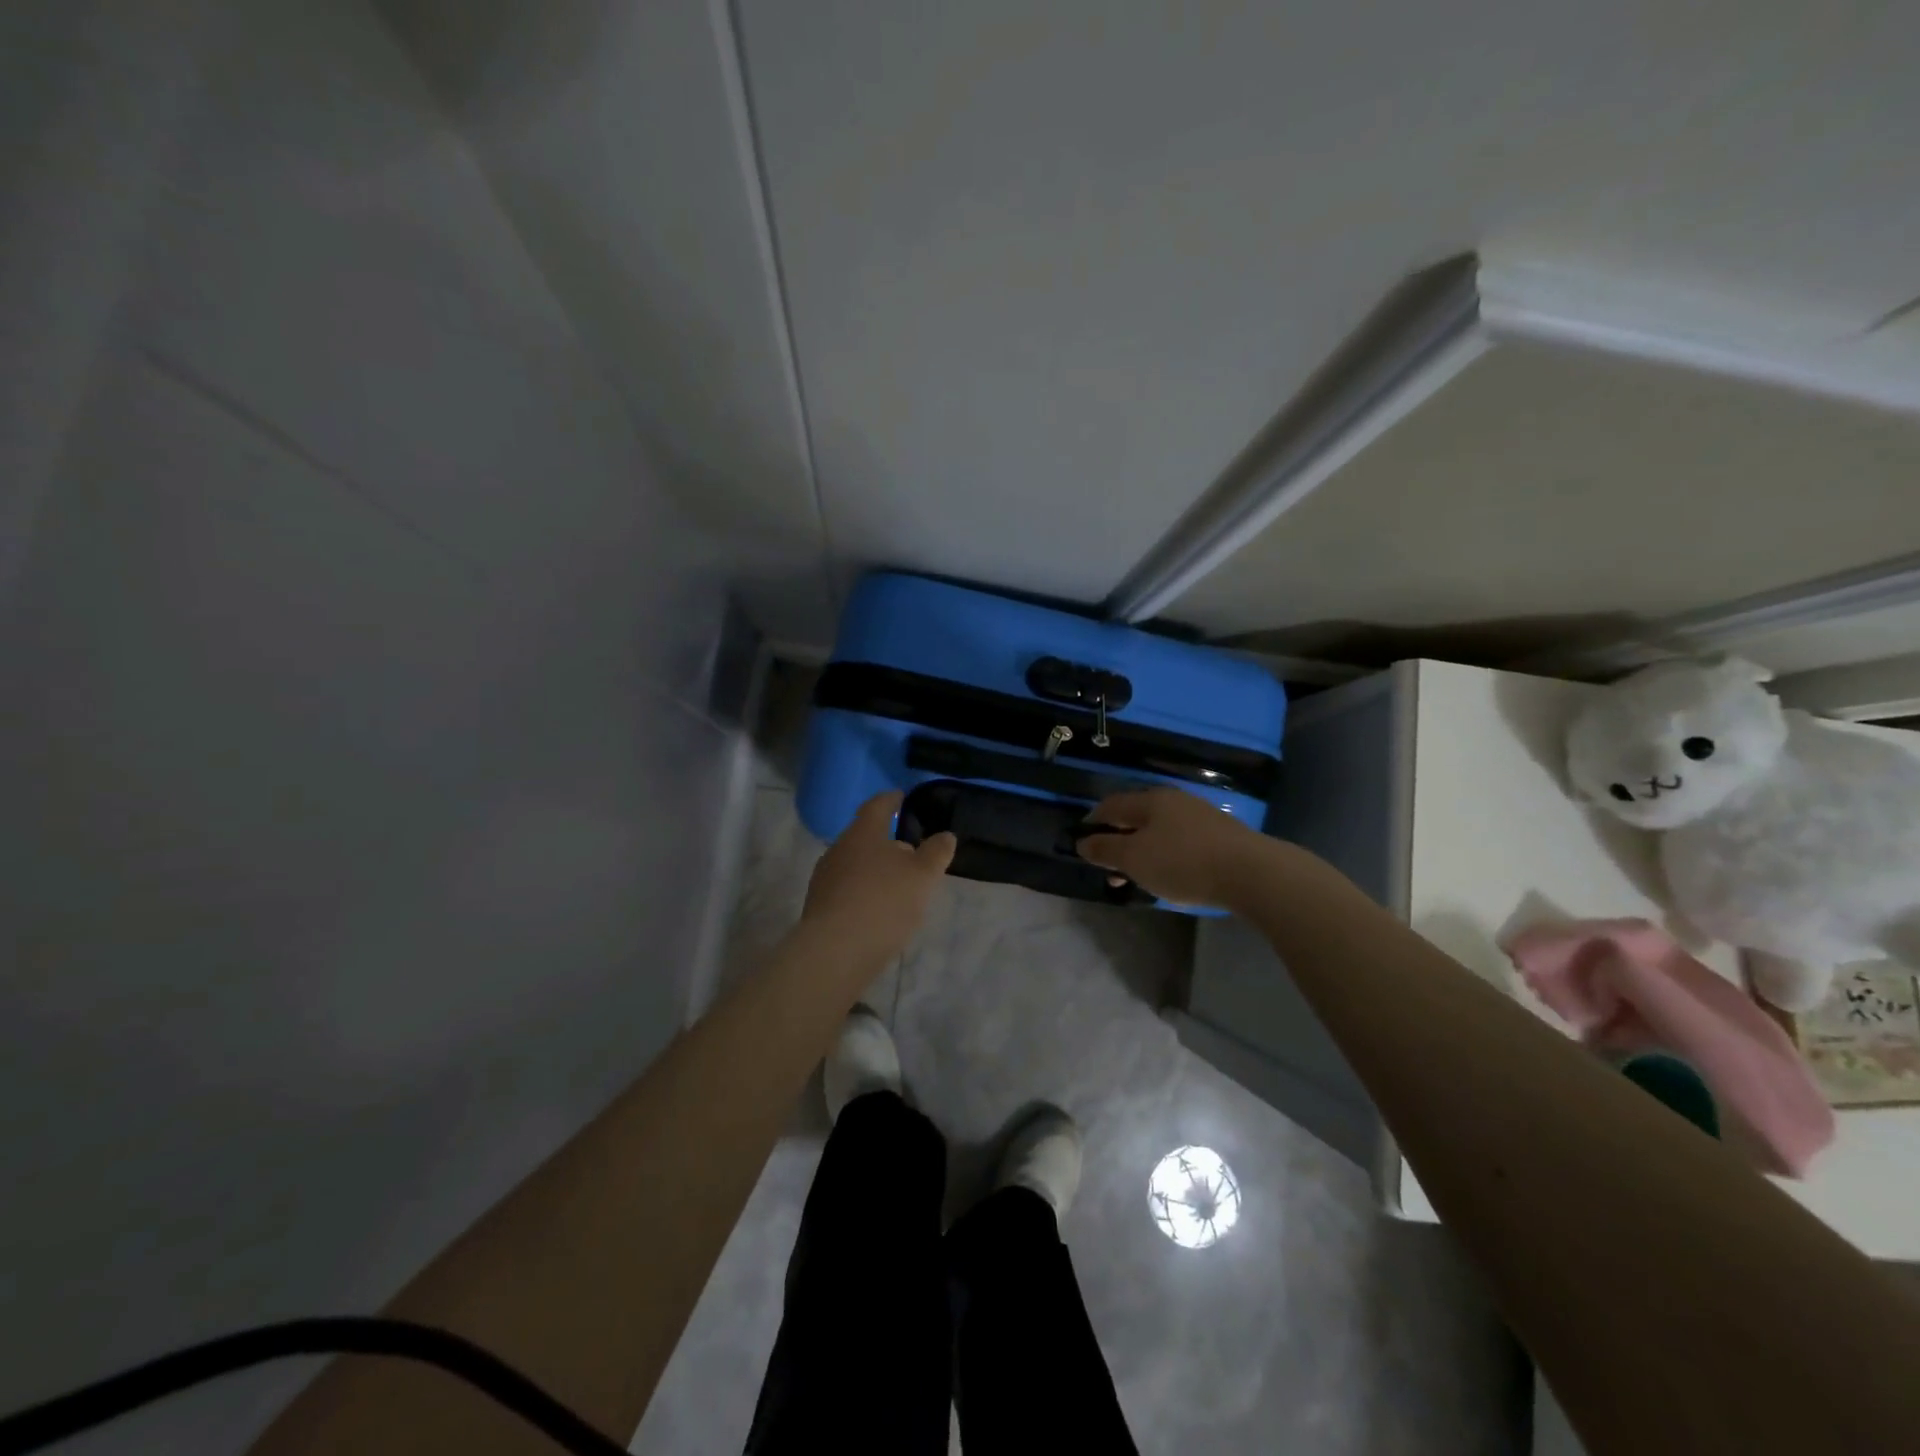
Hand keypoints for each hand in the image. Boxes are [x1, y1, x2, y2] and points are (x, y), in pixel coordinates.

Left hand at [802, 792, 956, 963]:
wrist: (835, 952)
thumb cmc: (884, 902)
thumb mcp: (923, 875)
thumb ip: (936, 852)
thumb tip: (945, 835)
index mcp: (863, 833)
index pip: (877, 806)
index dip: (892, 799)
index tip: (902, 796)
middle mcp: (838, 849)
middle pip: (865, 836)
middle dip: (887, 841)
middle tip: (910, 850)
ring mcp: (825, 879)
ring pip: (855, 864)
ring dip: (876, 869)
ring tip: (899, 884)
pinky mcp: (820, 907)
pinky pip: (847, 889)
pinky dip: (865, 892)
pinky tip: (879, 909)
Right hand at [1076, 787, 1267, 908]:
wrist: (1252, 873)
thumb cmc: (1183, 862)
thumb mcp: (1135, 858)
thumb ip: (1105, 849)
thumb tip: (1082, 841)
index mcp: (1150, 800)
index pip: (1110, 805)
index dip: (1092, 823)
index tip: (1082, 844)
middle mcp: (1174, 801)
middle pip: (1135, 818)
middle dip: (1117, 842)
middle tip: (1108, 869)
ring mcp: (1200, 816)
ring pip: (1158, 831)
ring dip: (1141, 852)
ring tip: (1136, 879)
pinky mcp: (1220, 836)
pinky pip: (1179, 842)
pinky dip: (1164, 856)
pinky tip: (1168, 876)